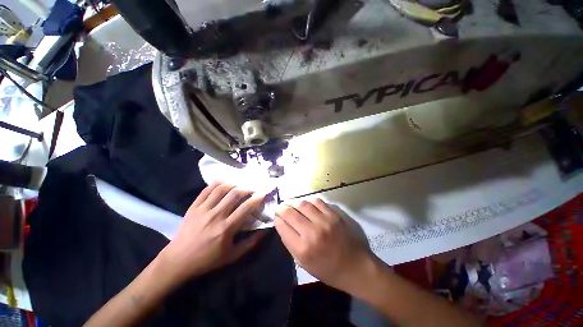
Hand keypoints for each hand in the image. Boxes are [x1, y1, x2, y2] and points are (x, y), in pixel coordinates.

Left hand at [159, 181, 264, 284]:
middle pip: (235, 194)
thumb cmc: (207, 259)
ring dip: (233, 184)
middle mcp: (216, 215)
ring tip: (239, 185)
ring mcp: (203, 210)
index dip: (256, 199)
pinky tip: (223, 183)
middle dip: (247, 188)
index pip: (246, 208)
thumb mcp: (232, 256)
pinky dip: (216, 184)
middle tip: (252, 189)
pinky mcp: (193, 207)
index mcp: (226, 228)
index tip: (262, 194)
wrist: (178, 261)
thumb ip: (250, 243)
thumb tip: (264, 231)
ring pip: (221, 189)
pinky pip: (206, 190)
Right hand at [274, 199, 372, 291]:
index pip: (283, 226)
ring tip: (291, 204)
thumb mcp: (304, 264)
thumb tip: (282, 224)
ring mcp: (324, 221)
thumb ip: (291, 243)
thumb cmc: (328, 270)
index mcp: (303, 249)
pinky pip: (317, 201)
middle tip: (279, 207)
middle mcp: (312, 232)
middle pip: (290, 213)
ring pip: (303, 204)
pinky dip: (308, 201)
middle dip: (282, 208)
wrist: (356, 267)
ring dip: (294, 202)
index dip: (277, 219)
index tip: (276, 217)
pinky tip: (306, 204)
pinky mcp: (334, 215)